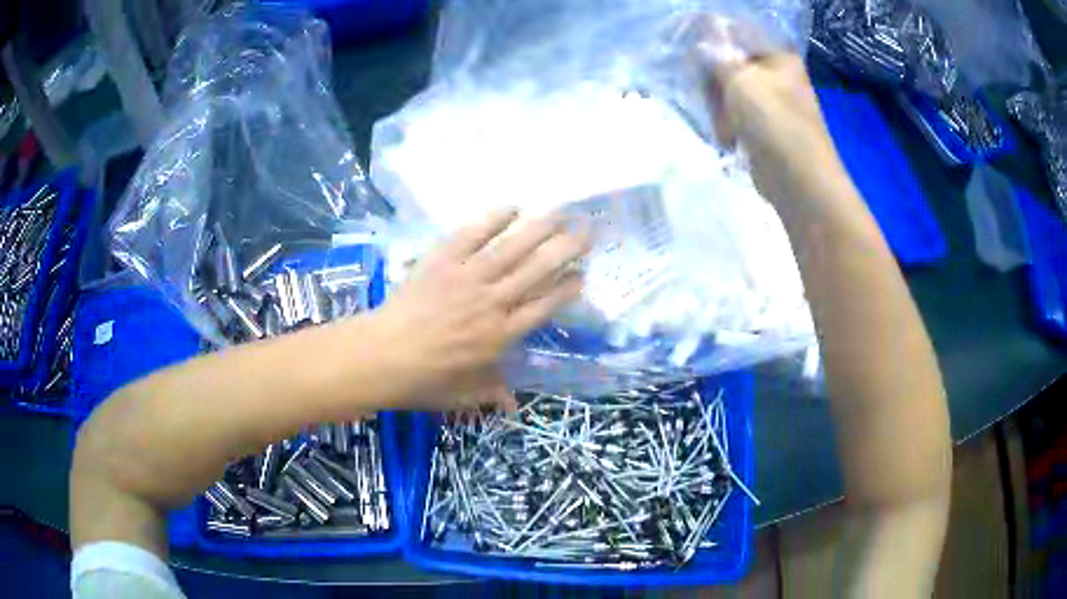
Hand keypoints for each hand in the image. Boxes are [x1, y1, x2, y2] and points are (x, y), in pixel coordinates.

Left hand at [370, 209, 589, 411]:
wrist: (382, 356)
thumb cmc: (422, 380)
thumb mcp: (461, 396)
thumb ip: (491, 394)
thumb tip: (513, 407)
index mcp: (500, 336)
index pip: (543, 307)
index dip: (566, 289)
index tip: (583, 275)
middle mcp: (493, 302)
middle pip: (538, 271)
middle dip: (567, 249)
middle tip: (588, 231)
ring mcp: (468, 277)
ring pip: (512, 249)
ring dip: (540, 229)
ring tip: (562, 211)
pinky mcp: (443, 261)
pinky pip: (472, 236)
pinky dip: (493, 220)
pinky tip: (513, 207)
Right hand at [687, 17, 844, 204]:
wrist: (799, 180)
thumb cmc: (773, 121)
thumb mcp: (739, 79)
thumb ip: (717, 57)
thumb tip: (703, 44)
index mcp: (779, 57)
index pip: (737, 36)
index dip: (710, 43)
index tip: (689, 56)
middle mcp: (779, 76)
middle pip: (732, 66)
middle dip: (715, 83)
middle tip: (710, 99)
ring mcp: (775, 104)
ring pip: (731, 93)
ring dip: (720, 109)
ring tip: (725, 128)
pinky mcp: (767, 128)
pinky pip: (738, 116)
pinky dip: (729, 125)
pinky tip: (729, 139)